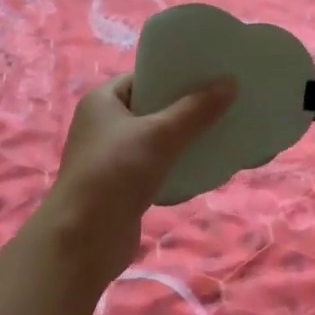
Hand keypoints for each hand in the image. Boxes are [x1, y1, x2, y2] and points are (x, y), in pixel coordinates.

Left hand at [40, 73, 235, 283]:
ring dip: (182, 137)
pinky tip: (202, 164)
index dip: (174, 74)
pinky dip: (175, 163)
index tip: (209, 74)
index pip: (142, 77)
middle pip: (150, 107)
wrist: (84, 240)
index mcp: (101, 101)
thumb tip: (230, 82)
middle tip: (222, 101)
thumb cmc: (115, 173)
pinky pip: (154, 165)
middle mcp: (102, 124)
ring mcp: (110, 157)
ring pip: (154, 138)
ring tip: (219, 130)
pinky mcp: (121, 185)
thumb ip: (196, 110)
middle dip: (184, 107)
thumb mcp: (160, 135)